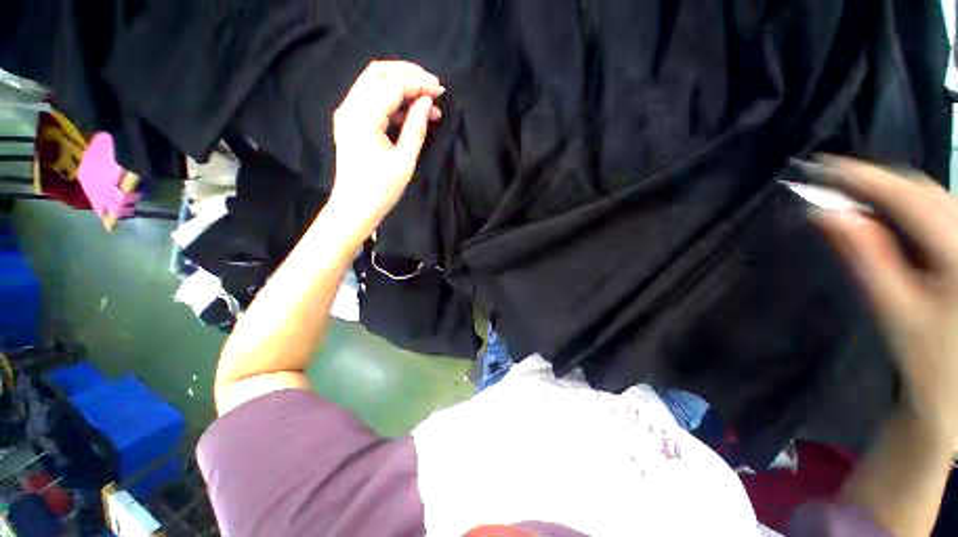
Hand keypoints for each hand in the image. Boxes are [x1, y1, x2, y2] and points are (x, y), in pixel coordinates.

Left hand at [328, 60, 443, 234]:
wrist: (355, 208)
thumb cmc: (381, 190)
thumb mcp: (404, 161)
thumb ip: (416, 128)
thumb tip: (427, 103)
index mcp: (363, 117)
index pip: (393, 86)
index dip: (419, 84)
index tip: (440, 91)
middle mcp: (350, 107)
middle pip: (378, 72)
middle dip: (408, 73)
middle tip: (432, 84)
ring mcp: (347, 113)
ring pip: (373, 82)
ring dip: (400, 85)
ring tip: (426, 101)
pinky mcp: (350, 121)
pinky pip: (371, 99)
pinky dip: (392, 99)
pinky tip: (410, 112)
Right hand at [815, 157, 957, 439]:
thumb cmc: (926, 356)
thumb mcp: (893, 307)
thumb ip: (865, 255)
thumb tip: (829, 213)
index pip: (909, 198)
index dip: (865, 178)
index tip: (823, 167)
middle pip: (926, 191)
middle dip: (879, 182)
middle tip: (833, 183)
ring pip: (938, 196)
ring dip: (896, 192)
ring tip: (858, 197)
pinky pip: (947, 211)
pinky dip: (915, 205)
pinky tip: (894, 216)